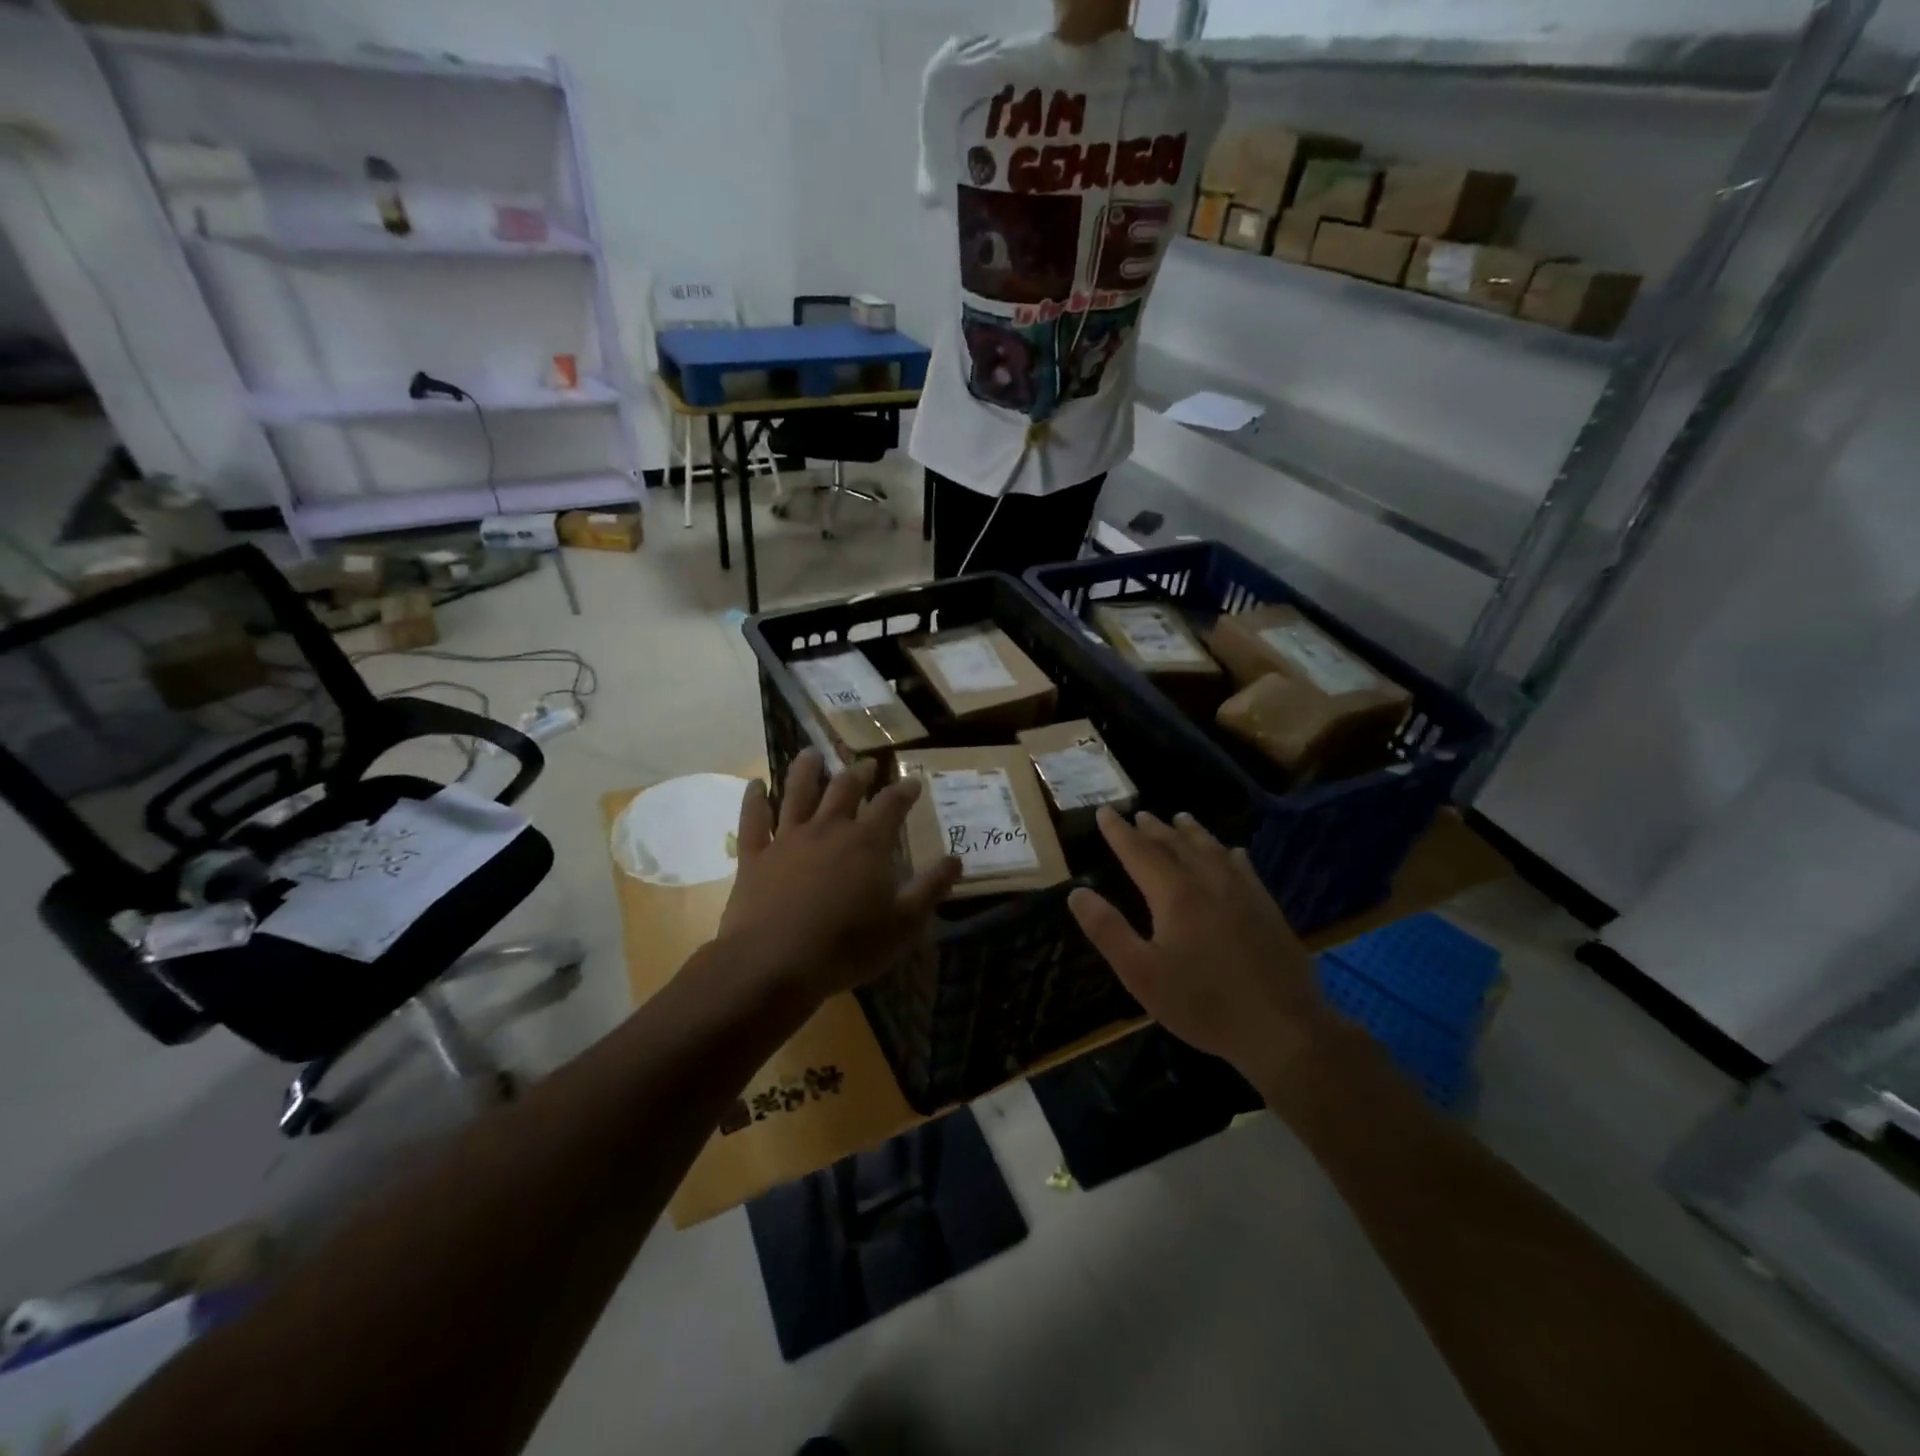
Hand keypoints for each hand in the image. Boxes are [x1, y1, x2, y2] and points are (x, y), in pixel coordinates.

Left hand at [716, 749, 961, 1004]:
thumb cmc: (846, 946)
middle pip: (844, 789)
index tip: (913, 781)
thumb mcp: (903, 924)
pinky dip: (754, 799)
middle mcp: (827, 829)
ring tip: (811, 753)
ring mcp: (787, 839)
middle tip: (867, 764)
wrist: (773, 963)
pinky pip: (753, 820)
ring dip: (805, 770)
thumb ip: (931, 888)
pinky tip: (755, 785)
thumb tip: (956, 859)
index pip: (891, 805)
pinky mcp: (754, 856)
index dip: (904, 791)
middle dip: (859, 773)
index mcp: (866, 843)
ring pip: (797, 792)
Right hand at [1068, 808, 1338, 1089]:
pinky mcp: (1267, 909)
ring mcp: (1243, 893)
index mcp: (1174, 894)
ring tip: (1180, 818)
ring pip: (1212, 850)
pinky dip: (1230, 853)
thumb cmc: (1203, 1003)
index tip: (1104, 811)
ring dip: (1191, 832)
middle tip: (1138, 815)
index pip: (1139, 851)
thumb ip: (1107, 930)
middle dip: (1153, 829)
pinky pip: (1244, 868)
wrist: (1283, 1027)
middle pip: (1176, 845)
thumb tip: (1077, 892)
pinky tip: (1233, 852)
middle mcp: (1208, 882)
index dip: (1118, 832)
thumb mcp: (1141, 974)